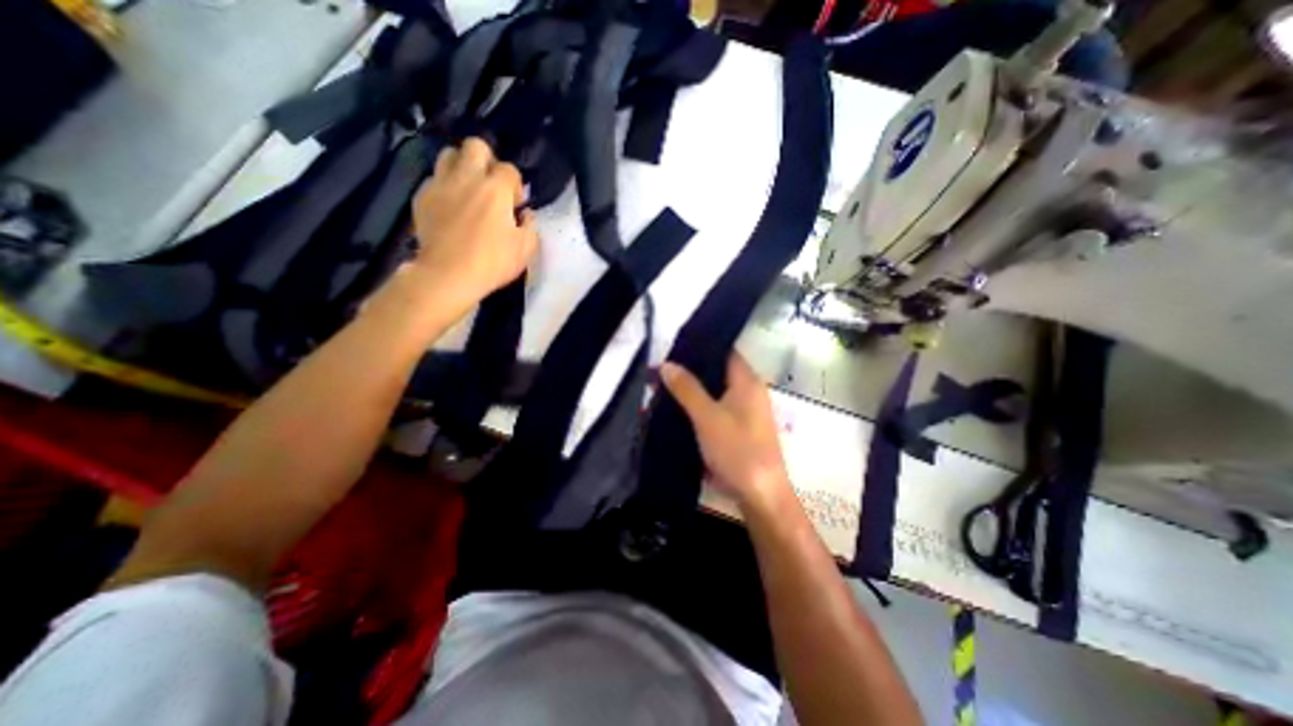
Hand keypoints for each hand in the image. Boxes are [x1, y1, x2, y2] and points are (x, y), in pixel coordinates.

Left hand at [410, 137, 539, 304]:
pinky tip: (450, 207)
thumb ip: (530, 226)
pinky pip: (433, 179)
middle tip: (491, 186)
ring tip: (468, 190)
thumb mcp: (526, 248)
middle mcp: (467, 177)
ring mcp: (440, 184)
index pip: (509, 169)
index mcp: (496, 189)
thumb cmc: (493, 261)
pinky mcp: (422, 197)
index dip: (515, 185)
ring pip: (448, 155)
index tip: (515, 205)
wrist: (448, 274)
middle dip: (487, 160)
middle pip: (475, 146)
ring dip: (461, 167)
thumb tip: (525, 215)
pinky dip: (444, 187)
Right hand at [660, 355, 793, 513]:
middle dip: (693, 369)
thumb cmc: (736, 450)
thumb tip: (666, 363)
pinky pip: (718, 408)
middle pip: (720, 371)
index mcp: (748, 381)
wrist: (760, 494)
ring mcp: (747, 411)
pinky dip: (701, 405)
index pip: (726, 350)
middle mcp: (751, 391)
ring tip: (667, 384)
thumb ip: (687, 388)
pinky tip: (681, 408)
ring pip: (717, 391)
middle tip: (664, 367)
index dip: (702, 346)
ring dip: (695, 388)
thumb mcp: (706, 416)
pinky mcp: (741, 428)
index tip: (676, 345)